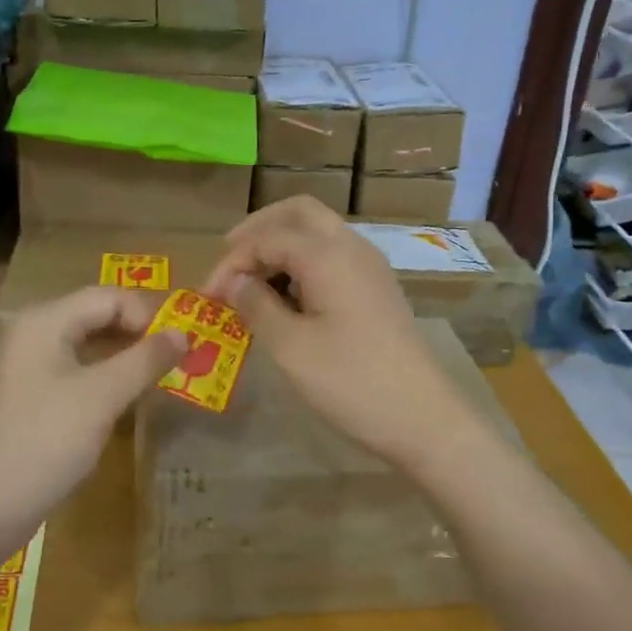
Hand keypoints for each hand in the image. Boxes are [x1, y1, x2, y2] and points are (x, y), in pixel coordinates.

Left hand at [0, 287, 185, 536]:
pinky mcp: (30, 394)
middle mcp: (33, 331)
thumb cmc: (46, 442)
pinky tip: (127, 398)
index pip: (109, 296)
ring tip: (159, 377)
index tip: (179, 347)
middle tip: (177, 361)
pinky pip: (77, 369)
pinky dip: (106, 376)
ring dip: (125, 356)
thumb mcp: (104, 397)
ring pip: (89, 343)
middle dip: (139, 333)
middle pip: (98, 315)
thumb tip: (184, 333)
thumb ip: (146, 359)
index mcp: (45, 320)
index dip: (148, 315)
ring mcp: (28, 364)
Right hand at [202, 198, 482, 470]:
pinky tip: (287, 298)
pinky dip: (303, 262)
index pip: (267, 237)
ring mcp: (369, 266)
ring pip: (318, 232)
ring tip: (252, 282)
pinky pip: (333, 256)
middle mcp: (351, 247)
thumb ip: (256, 306)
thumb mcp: (291, 347)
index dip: (231, 261)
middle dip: (258, 230)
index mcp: (327, 254)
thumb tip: (233, 282)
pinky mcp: (376, 288)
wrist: (424, 417)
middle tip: (230, 261)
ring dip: (282, 245)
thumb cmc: (351, 381)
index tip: (207, 296)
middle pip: (298, 213)